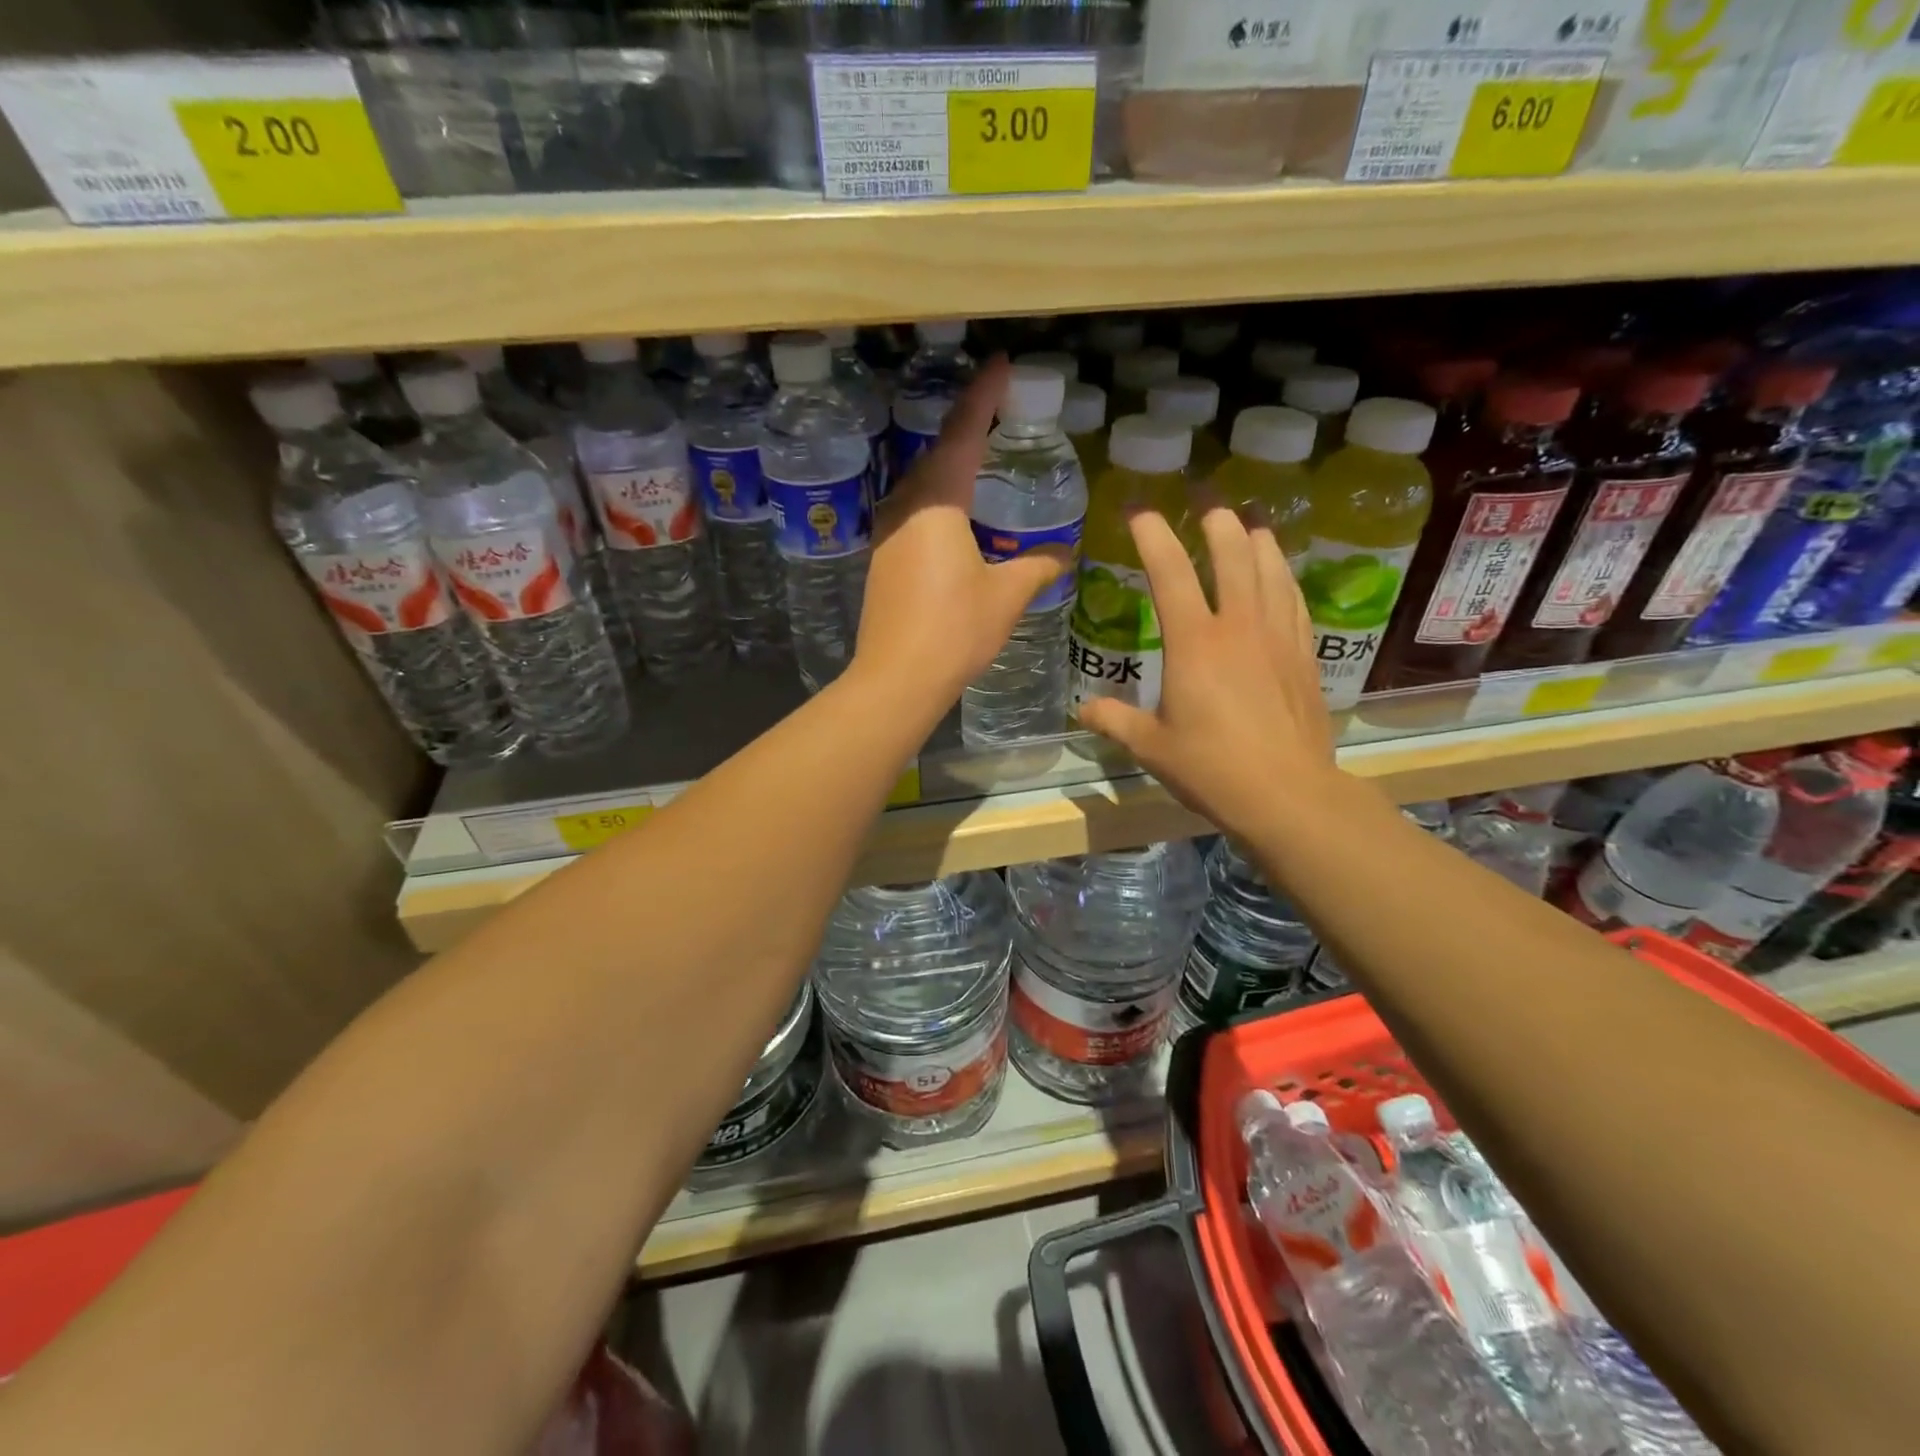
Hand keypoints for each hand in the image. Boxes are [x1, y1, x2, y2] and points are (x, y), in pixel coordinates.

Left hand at [852, 356, 1071, 705]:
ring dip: (950, 468)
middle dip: (967, 429)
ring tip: (980, 460)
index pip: (963, 434)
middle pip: (938, 455)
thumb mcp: (1006, 596)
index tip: (1000, 366)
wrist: (897, 677)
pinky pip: (913, 513)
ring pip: (921, 485)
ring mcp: (888, 533)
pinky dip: (938, 502)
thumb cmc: (955, 630)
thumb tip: (1062, 554)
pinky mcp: (882, 559)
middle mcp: (906, 507)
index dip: (983, 398)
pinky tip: (956, 516)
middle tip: (997, 412)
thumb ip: (1036, 567)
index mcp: (938, 503)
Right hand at [1076, 507, 1339, 838]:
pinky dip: (1284, 578)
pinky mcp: (1304, 655)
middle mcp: (1239, 627)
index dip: (1153, 536)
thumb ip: (1115, 721)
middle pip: (1233, 554)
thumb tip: (1084, 710)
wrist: (1287, 794)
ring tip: (1250, 521)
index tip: (1140, 511)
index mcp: (1195, 643)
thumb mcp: (1151, 747)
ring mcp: (1278, 637)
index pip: (1170, 572)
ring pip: (1272, 569)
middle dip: (1217, 521)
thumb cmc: (1211, 768)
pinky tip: (1281, 575)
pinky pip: (1294, 601)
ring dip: (1258, 539)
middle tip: (1206, 502)